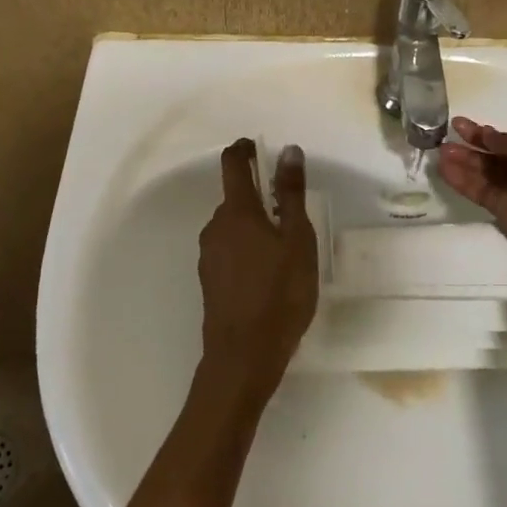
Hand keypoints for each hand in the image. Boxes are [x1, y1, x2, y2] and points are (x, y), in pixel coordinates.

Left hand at [195, 139, 319, 409]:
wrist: (243, 358)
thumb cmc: (279, 294)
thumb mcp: (297, 240)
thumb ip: (291, 194)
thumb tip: (289, 151)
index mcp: (237, 211)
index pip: (233, 163)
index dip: (245, 149)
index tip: (261, 148)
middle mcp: (216, 226)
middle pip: (235, 197)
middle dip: (260, 197)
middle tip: (292, 215)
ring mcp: (209, 255)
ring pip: (233, 226)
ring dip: (255, 226)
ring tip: (285, 251)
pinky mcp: (210, 280)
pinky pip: (230, 250)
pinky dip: (247, 250)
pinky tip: (268, 275)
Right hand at [435, 118, 506, 258]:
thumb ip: (505, 139)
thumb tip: (488, 136)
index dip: (484, 133)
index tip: (459, 125)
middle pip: (494, 157)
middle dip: (470, 148)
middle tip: (444, 141)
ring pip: (485, 175)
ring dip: (463, 164)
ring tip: (439, 154)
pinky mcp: (505, 211)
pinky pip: (482, 193)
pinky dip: (464, 182)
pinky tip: (445, 171)